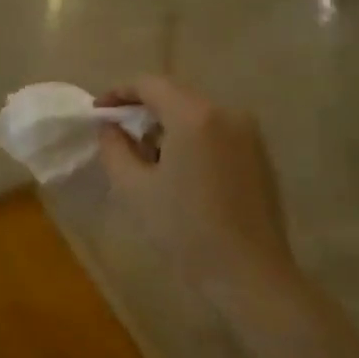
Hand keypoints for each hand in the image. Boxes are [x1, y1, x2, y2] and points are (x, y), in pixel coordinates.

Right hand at [96, 76, 294, 290]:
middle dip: (143, 111)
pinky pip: (216, 132)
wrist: (249, 273)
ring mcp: (248, 133)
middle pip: (175, 96)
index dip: (119, 93)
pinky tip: (180, 173)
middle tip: (119, 138)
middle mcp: (226, 112)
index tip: (98, 112)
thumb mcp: (134, 188)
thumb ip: (114, 148)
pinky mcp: (260, 154)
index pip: (149, 84)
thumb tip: (110, 127)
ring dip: (168, 127)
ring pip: (196, 114)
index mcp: (194, 115)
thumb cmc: (185, 230)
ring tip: (148, 160)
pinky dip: (192, 140)